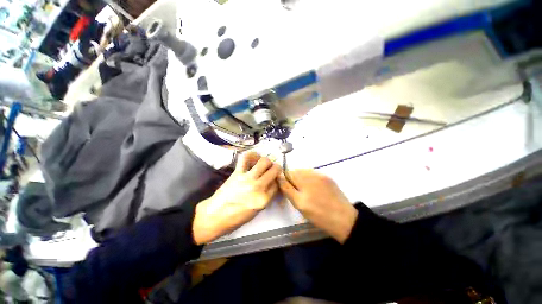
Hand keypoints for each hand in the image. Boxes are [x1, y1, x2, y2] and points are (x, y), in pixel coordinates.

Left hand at [192, 152, 280, 244]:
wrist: (215, 215)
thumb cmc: (237, 217)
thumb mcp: (257, 211)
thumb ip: (267, 196)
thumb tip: (272, 183)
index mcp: (264, 199)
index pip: (277, 183)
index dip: (277, 180)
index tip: (274, 179)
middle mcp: (258, 187)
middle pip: (274, 170)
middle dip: (276, 168)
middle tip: (272, 169)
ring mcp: (247, 178)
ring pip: (264, 161)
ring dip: (267, 161)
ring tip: (264, 164)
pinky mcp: (237, 173)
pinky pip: (245, 158)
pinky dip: (251, 155)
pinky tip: (254, 157)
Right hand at [278, 170, 357, 243]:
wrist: (345, 219)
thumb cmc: (319, 215)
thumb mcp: (300, 204)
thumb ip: (287, 189)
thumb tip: (279, 177)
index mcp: (304, 179)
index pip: (288, 173)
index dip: (284, 180)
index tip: (286, 190)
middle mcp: (312, 173)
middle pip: (296, 171)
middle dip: (292, 180)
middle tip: (296, 194)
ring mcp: (321, 174)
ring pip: (304, 173)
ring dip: (301, 179)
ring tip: (305, 192)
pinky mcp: (328, 178)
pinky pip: (313, 175)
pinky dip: (309, 180)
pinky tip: (314, 190)